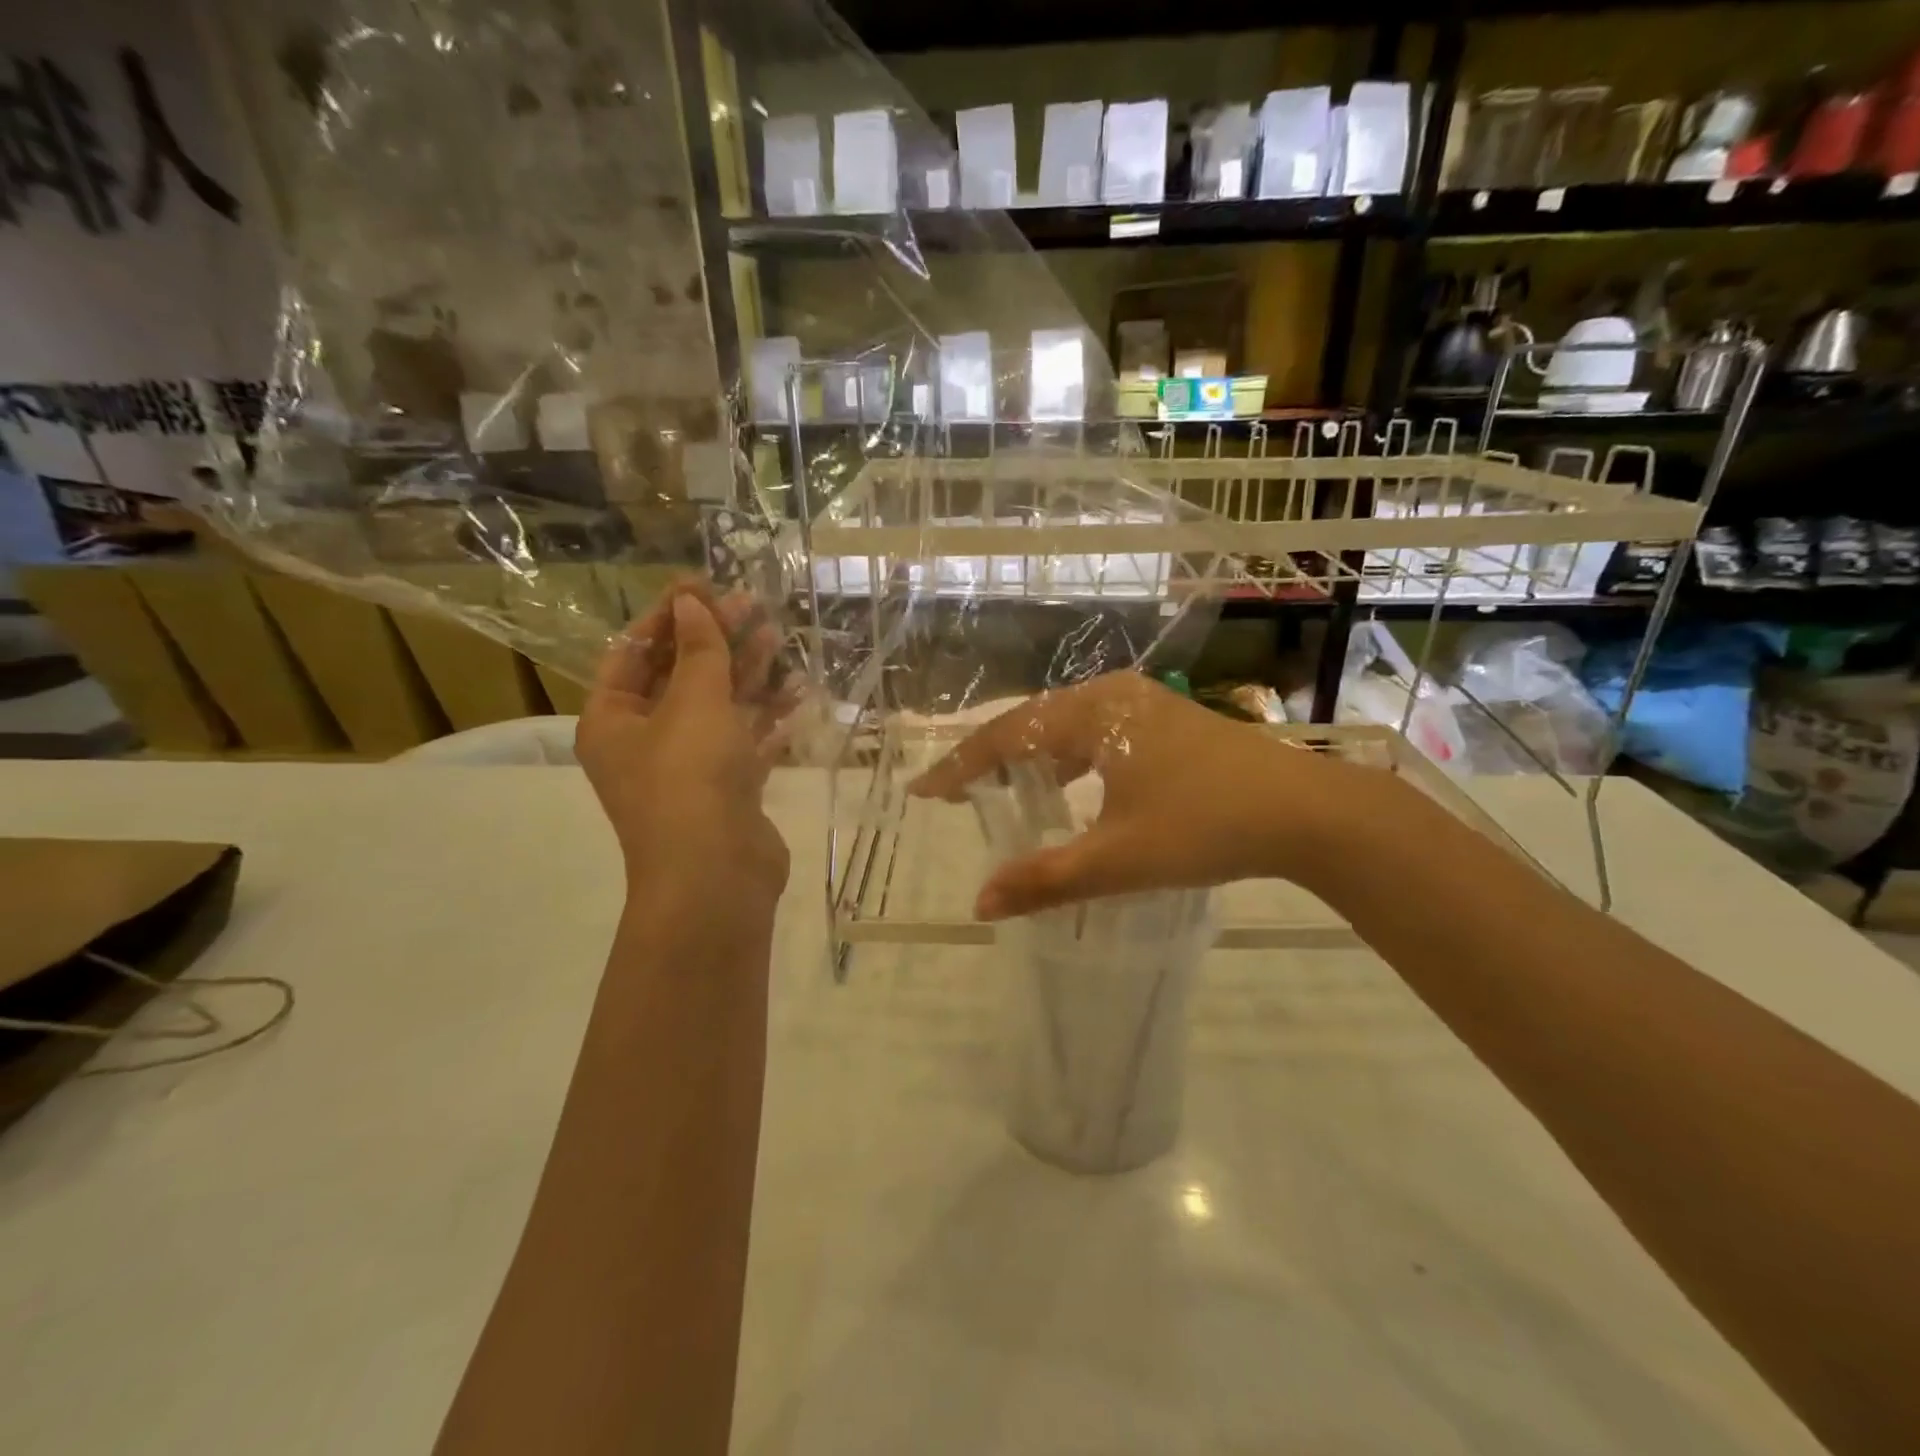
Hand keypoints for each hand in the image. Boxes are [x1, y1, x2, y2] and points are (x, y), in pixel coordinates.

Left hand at [576, 585, 790, 915]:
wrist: (716, 876)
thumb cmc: (690, 779)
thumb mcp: (693, 702)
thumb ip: (698, 650)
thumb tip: (691, 603)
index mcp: (613, 720)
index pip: (633, 652)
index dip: (668, 617)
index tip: (704, 585)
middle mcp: (645, 742)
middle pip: (679, 676)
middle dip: (715, 640)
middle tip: (753, 605)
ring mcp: (689, 768)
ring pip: (718, 707)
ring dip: (746, 673)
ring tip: (779, 637)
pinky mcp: (728, 789)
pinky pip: (746, 740)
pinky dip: (767, 717)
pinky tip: (797, 692)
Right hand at [910, 672, 1384, 919]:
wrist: (1307, 813)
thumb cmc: (1206, 827)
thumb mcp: (1118, 860)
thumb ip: (1045, 881)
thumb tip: (980, 904)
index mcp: (1093, 714)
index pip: (1006, 736)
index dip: (961, 766)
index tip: (924, 792)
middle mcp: (1112, 696)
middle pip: (1032, 722)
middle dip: (990, 757)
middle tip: (957, 794)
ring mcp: (1144, 704)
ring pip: (1067, 725)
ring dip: (1031, 756)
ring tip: (1003, 790)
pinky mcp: (1168, 721)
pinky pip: (1097, 732)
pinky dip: (1069, 757)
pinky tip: (1070, 784)